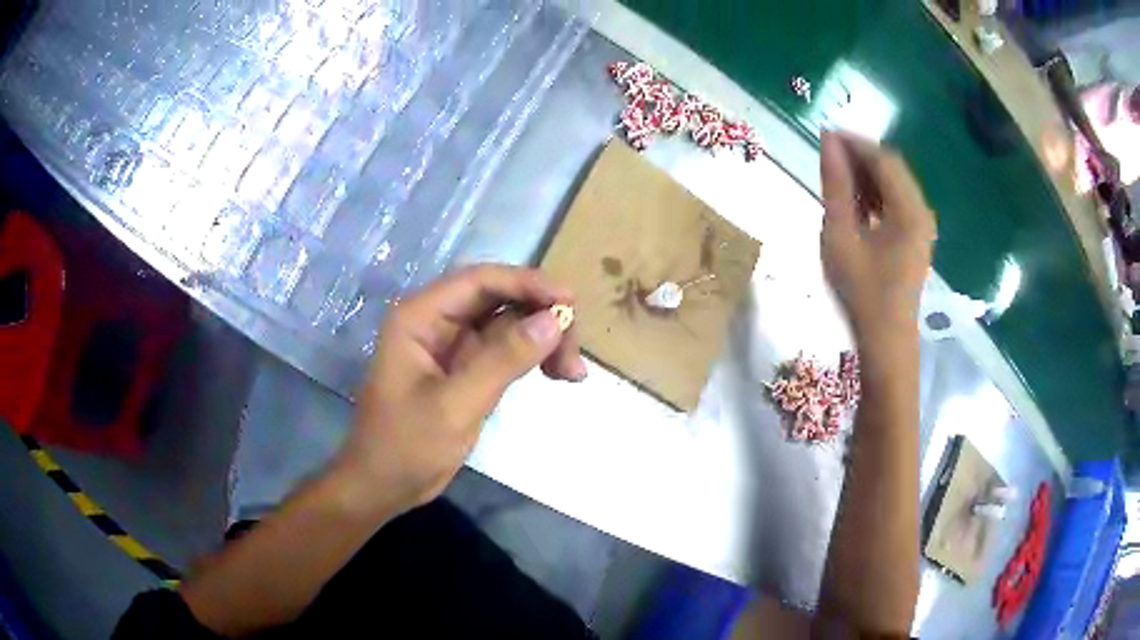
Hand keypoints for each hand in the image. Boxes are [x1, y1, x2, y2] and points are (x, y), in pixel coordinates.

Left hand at [335, 264, 584, 513]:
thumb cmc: (406, 445)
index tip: (571, 300)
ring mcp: (453, 345)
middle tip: (575, 350)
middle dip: (540, 317)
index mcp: (420, 316)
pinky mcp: (466, 369)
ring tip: (573, 372)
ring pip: (508, 324)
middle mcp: (437, 321)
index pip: (480, 280)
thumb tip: (555, 318)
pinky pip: (507, 350)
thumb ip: (504, 359)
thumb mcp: (455, 405)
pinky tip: (558, 374)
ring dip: (543, 339)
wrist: (383, 486)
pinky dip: (533, 358)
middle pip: (499, 298)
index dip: (528, 283)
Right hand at [820, 131, 936, 345]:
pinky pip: (896, 203)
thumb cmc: (862, 292)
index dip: (854, 142)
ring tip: (836, 177)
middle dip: (860, 157)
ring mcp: (921, 226)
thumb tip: (828, 142)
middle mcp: (922, 212)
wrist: (885, 340)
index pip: (883, 159)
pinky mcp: (915, 238)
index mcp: (910, 210)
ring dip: (866, 175)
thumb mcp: (841, 236)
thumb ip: (836, 186)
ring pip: (894, 185)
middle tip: (827, 156)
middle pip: (892, 168)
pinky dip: (875, 195)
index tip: (824, 136)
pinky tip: (854, 203)